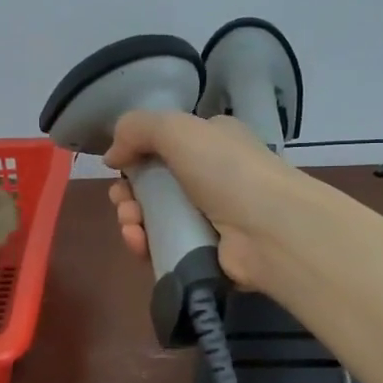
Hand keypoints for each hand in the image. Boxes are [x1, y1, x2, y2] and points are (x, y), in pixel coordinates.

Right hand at [103, 112, 306, 288]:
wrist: (269, 230)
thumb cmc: (226, 170)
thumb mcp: (177, 129)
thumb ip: (137, 130)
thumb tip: (112, 156)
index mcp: (212, 142)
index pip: (166, 145)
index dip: (137, 156)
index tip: (118, 168)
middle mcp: (213, 177)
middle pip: (155, 185)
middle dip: (129, 194)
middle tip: (123, 202)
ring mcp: (211, 217)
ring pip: (156, 219)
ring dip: (133, 220)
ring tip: (131, 225)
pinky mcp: (206, 253)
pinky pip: (165, 247)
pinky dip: (146, 245)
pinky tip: (139, 244)